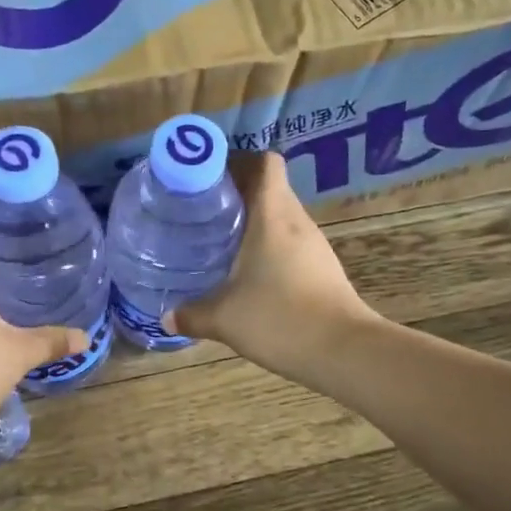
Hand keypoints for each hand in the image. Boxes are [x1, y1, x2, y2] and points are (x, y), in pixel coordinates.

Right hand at [170, 152, 377, 380]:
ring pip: (281, 216)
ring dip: (253, 221)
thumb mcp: (225, 319)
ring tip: (220, 239)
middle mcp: (296, 221)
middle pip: (269, 187)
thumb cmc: (280, 319)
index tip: (207, 176)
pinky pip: (290, 242)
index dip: (238, 161)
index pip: (265, 163)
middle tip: (202, 210)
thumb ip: (192, 315)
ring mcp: (314, 245)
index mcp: (272, 215)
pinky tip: (248, 272)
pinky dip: (268, 246)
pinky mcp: (322, 267)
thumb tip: (166, 317)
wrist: (344, 350)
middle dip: (236, 192)